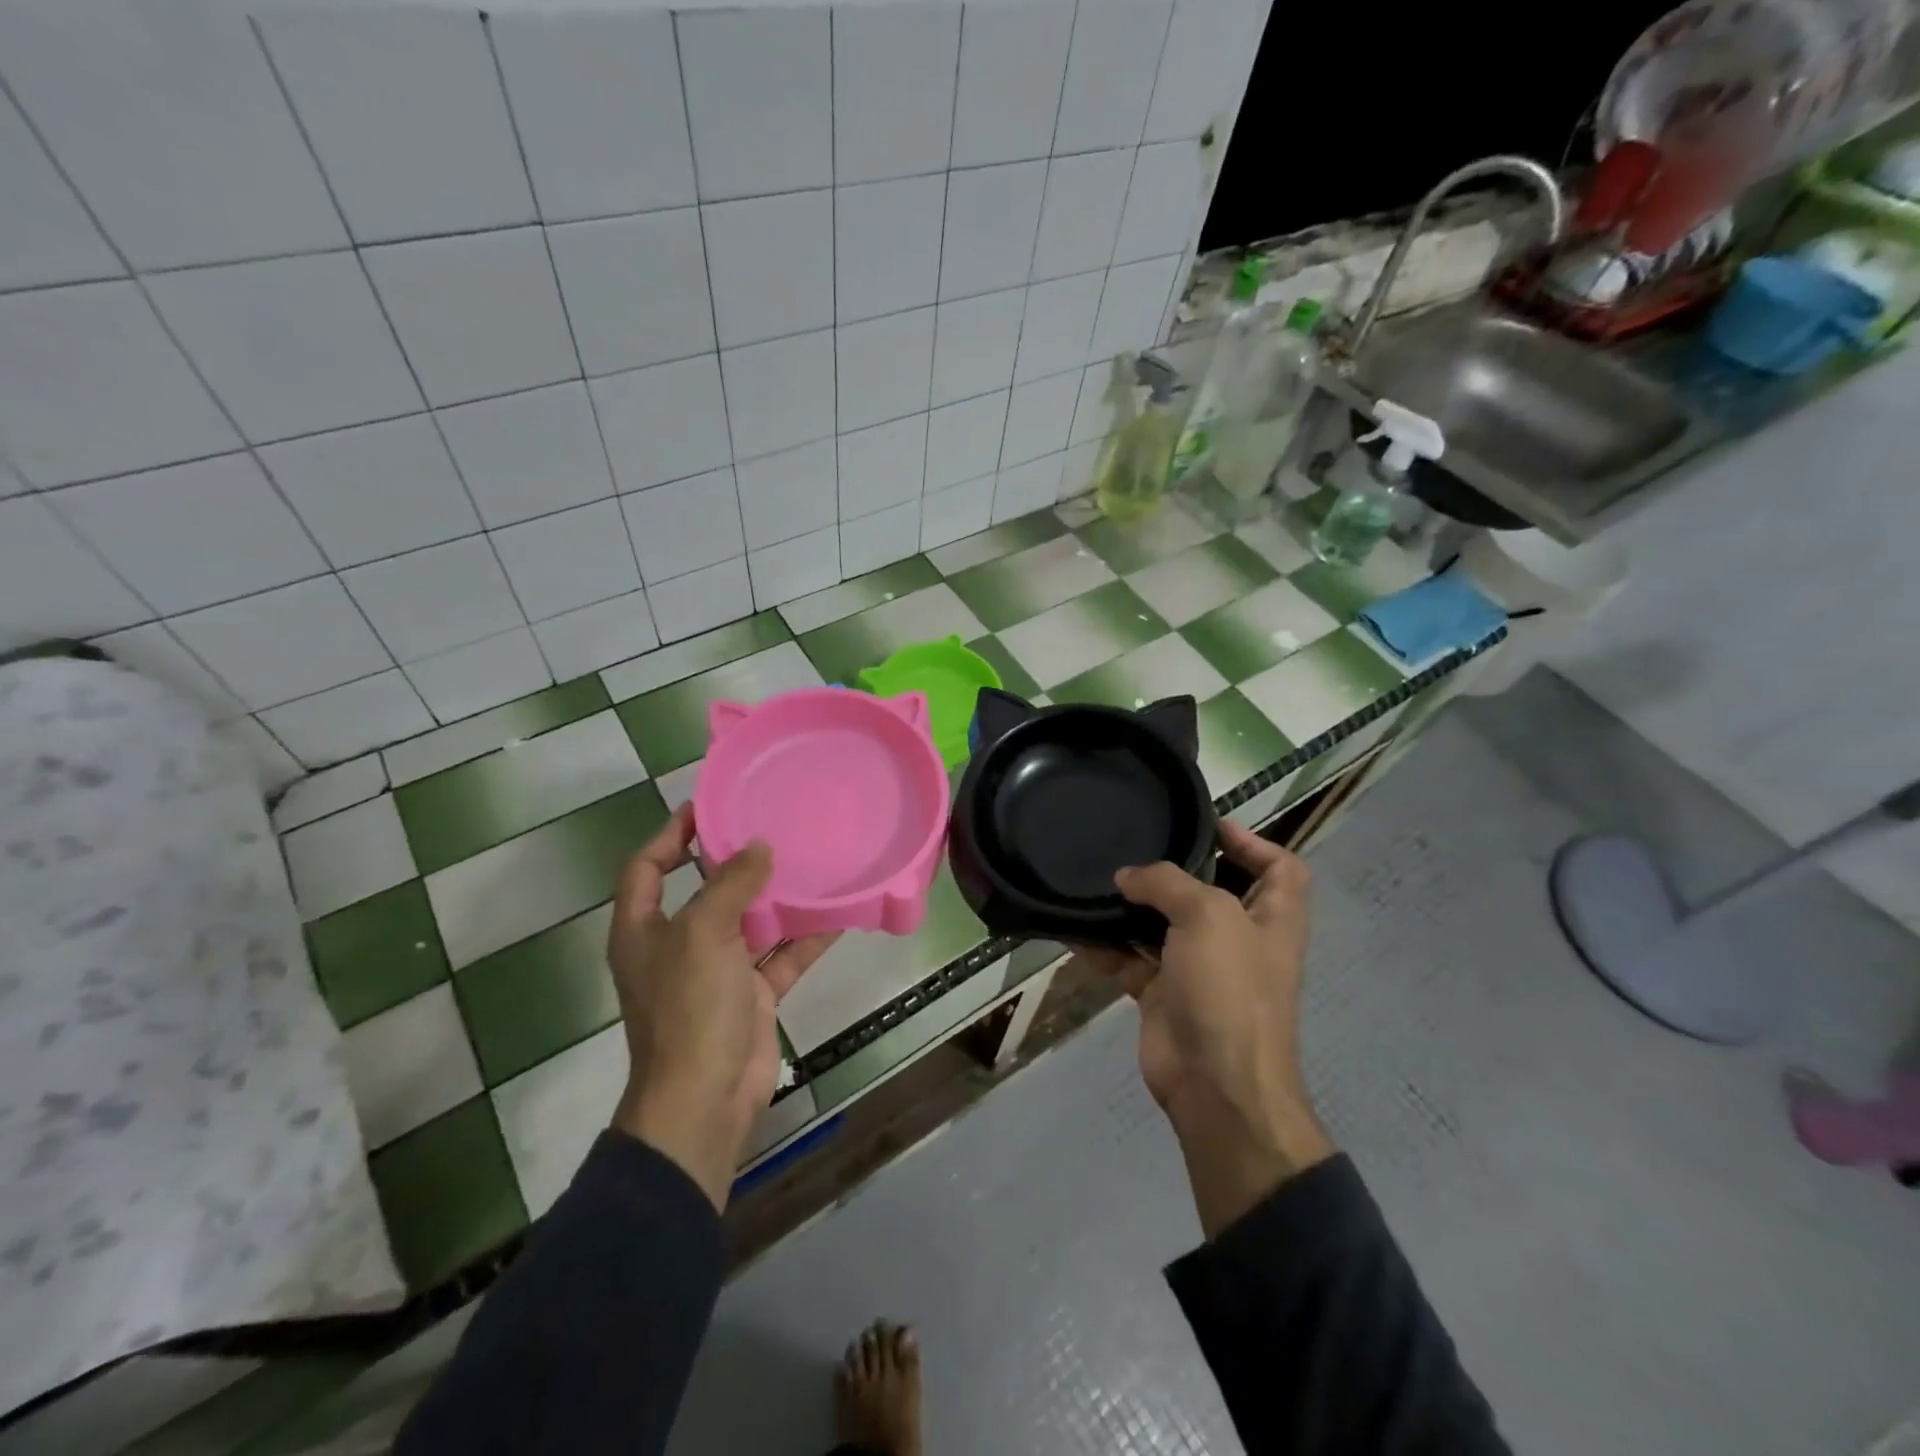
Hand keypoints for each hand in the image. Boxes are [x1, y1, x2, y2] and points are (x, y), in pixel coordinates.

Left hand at [607, 805, 837, 1210]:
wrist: (705, 1099)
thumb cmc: (689, 1008)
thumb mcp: (703, 933)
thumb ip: (731, 884)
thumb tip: (758, 847)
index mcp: (643, 929)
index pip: (647, 867)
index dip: (671, 834)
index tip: (707, 806)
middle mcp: (676, 946)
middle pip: (704, 891)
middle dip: (735, 862)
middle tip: (772, 826)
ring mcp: (715, 973)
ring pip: (749, 923)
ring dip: (776, 898)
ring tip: (809, 859)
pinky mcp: (750, 996)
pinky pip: (781, 956)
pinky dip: (805, 938)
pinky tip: (837, 914)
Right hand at [1076, 819, 1333, 1237]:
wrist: (1215, 1084)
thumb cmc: (1230, 989)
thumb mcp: (1208, 916)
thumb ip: (1167, 883)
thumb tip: (1127, 877)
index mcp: (1272, 918)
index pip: (1280, 868)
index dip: (1253, 840)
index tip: (1208, 824)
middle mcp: (1239, 940)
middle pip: (1212, 891)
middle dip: (1178, 869)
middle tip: (1136, 843)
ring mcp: (1200, 969)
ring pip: (1164, 925)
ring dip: (1133, 906)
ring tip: (1097, 877)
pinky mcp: (1164, 995)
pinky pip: (1130, 960)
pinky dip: (1105, 947)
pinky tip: (1075, 928)